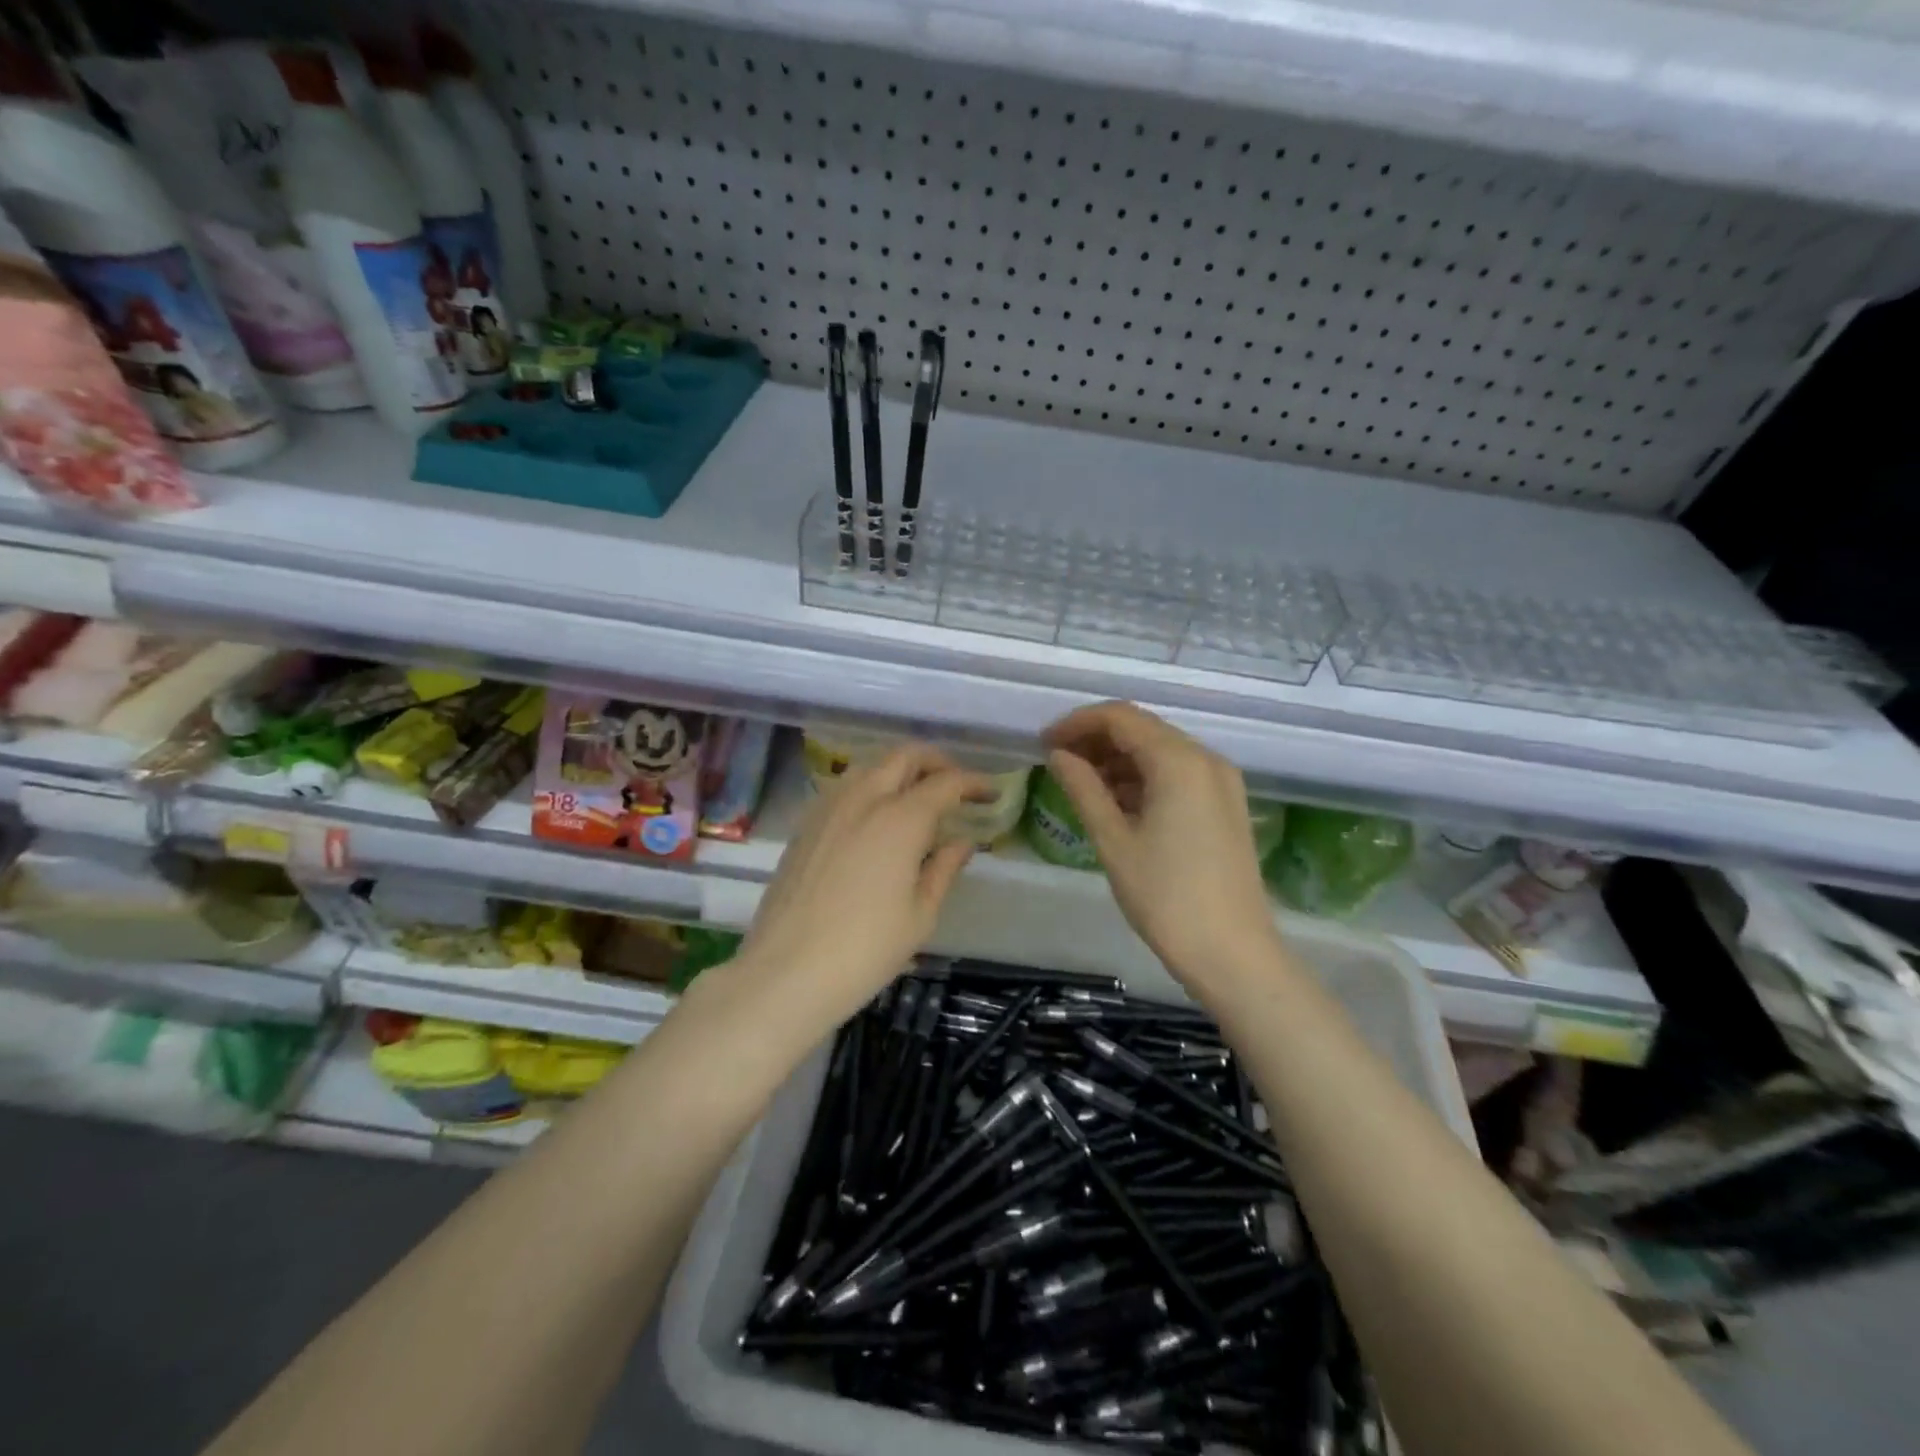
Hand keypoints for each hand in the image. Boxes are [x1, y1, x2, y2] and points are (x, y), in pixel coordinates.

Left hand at [737, 744, 990, 1022]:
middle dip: (936, 762)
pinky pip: (845, 789)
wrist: (786, 972)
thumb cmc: (865, 950)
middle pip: (904, 756)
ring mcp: (828, 808)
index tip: (991, 793)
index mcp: (901, 819)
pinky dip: (870, 789)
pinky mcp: (805, 825)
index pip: (946, 783)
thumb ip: (944, 869)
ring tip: (917, 800)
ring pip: (870, 767)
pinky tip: (877, 821)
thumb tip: (963, 842)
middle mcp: (864, 799)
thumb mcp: (920, 914)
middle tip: (955, 785)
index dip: (973, 782)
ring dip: (900, 771)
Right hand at [1044, 701, 1280, 988]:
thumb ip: (1083, 788)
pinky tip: (1117, 802)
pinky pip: (1178, 774)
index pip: (1120, 718)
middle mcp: (1206, 759)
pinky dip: (1144, 778)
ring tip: (1081, 786)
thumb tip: (1058, 755)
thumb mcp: (1114, 841)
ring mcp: (1221, 782)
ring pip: (1160, 751)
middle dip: (1096, 740)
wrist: (1233, 953)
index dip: (1077, 724)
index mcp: (1179, 761)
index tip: (1044, 744)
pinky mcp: (1226, 804)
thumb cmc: (1166, 897)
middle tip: (1058, 763)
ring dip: (1119, 760)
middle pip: (1143, 729)